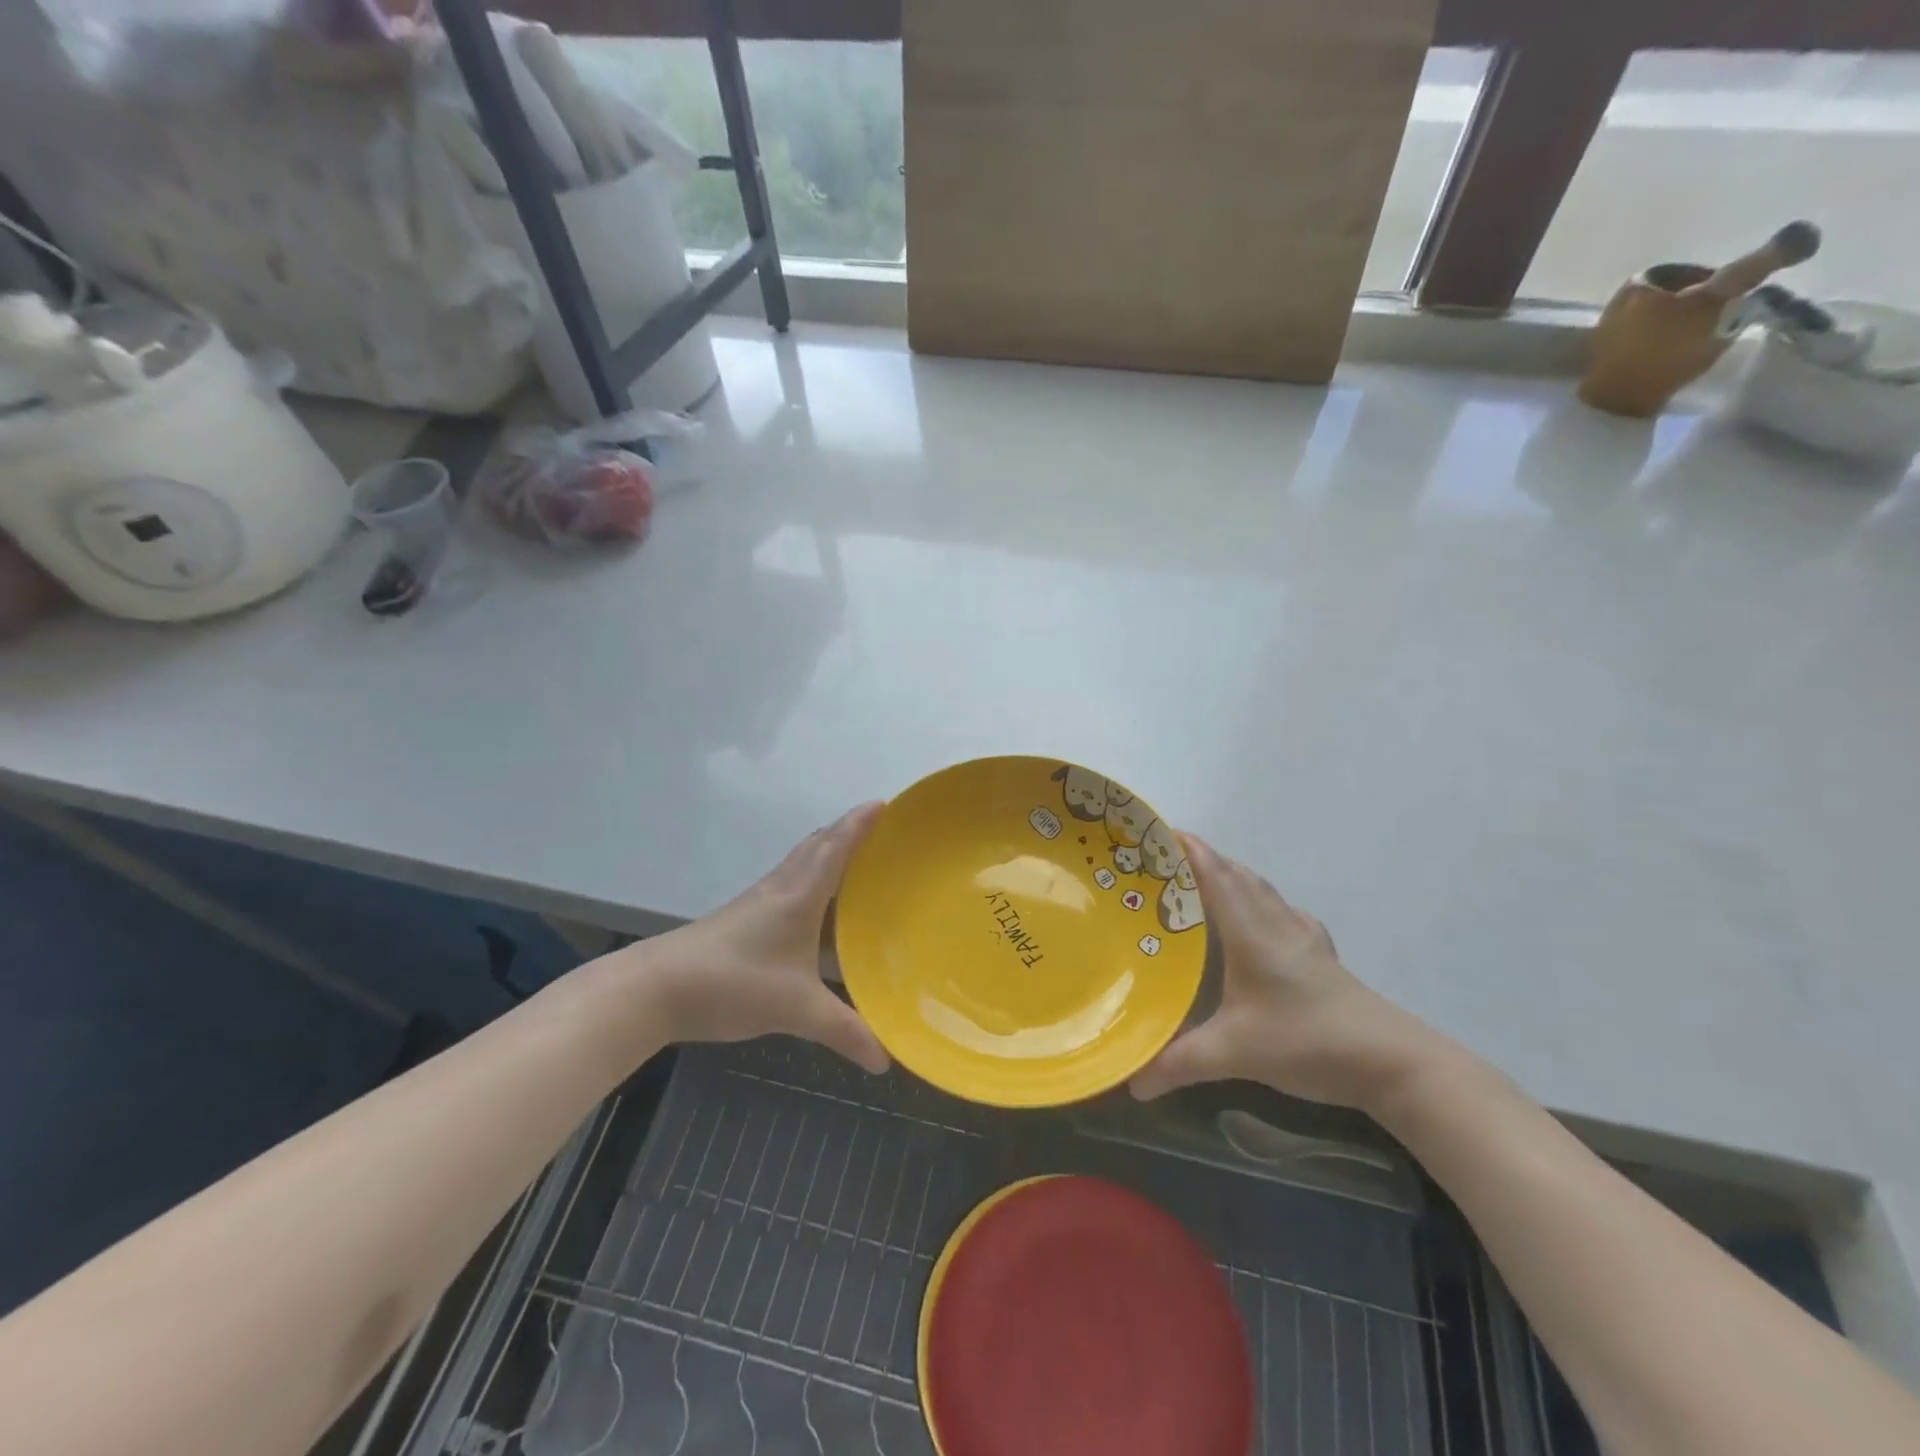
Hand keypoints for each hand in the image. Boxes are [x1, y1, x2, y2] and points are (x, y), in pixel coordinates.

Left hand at [636, 804, 889, 1073]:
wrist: (656, 988)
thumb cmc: (733, 983)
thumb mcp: (795, 1009)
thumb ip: (843, 1031)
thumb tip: (885, 1058)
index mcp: (799, 896)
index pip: (836, 848)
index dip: (860, 823)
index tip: (885, 802)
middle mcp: (779, 889)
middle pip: (817, 847)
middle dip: (847, 831)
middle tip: (879, 830)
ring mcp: (757, 903)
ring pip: (799, 864)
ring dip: (827, 853)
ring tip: (856, 861)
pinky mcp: (742, 919)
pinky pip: (787, 885)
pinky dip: (809, 880)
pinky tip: (815, 908)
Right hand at [1129, 836, 1439, 1110]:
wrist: (1391, 1062)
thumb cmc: (1306, 1040)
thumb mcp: (1235, 1053)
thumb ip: (1180, 1064)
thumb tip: (1133, 1083)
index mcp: (1251, 932)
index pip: (1215, 874)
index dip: (1187, 848)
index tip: (1156, 831)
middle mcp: (1276, 924)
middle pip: (1237, 875)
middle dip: (1202, 860)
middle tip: (1165, 863)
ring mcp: (1304, 939)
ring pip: (1262, 891)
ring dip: (1232, 878)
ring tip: (1203, 886)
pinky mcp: (1322, 958)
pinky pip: (1284, 914)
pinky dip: (1262, 904)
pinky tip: (1262, 923)